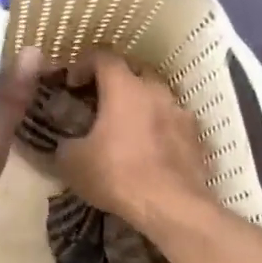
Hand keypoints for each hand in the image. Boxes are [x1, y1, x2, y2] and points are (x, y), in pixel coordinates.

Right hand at [55, 51, 212, 232]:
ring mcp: (180, 112)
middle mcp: (155, 90)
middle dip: (116, 80)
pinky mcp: (196, 136)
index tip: (72, 83)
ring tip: (126, 126)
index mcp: (124, 87)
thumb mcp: (73, 162)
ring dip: (140, 103)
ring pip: (157, 95)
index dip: (83, 64)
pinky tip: (149, 148)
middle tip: (99, 101)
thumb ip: (65, 144)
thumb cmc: (118, 175)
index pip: (103, 56)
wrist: (173, 207)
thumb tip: (66, 143)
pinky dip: (159, 126)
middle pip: (134, 70)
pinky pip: (173, 121)